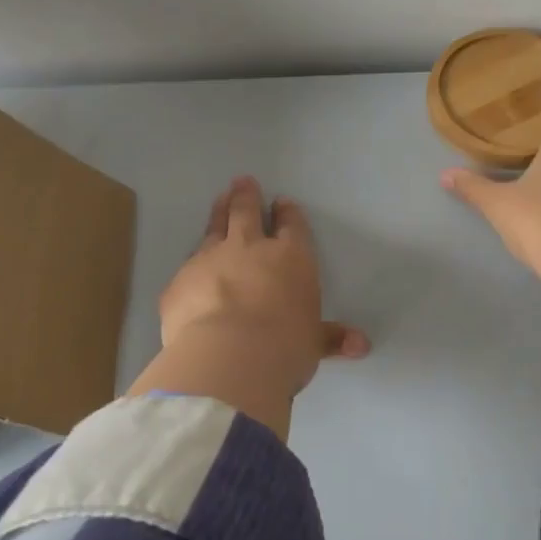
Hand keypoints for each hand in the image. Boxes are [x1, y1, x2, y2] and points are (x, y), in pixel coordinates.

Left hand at [130, 177, 368, 435]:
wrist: (227, 357)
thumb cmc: (285, 347)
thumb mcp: (313, 344)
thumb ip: (331, 339)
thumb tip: (361, 344)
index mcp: (290, 258)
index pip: (291, 226)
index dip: (288, 213)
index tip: (283, 203)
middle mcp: (249, 249)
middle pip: (246, 212)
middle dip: (246, 196)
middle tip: (243, 182)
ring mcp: (209, 260)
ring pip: (214, 227)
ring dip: (218, 212)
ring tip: (220, 200)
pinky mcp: (179, 283)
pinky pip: (187, 266)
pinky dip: (192, 262)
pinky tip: (190, 266)